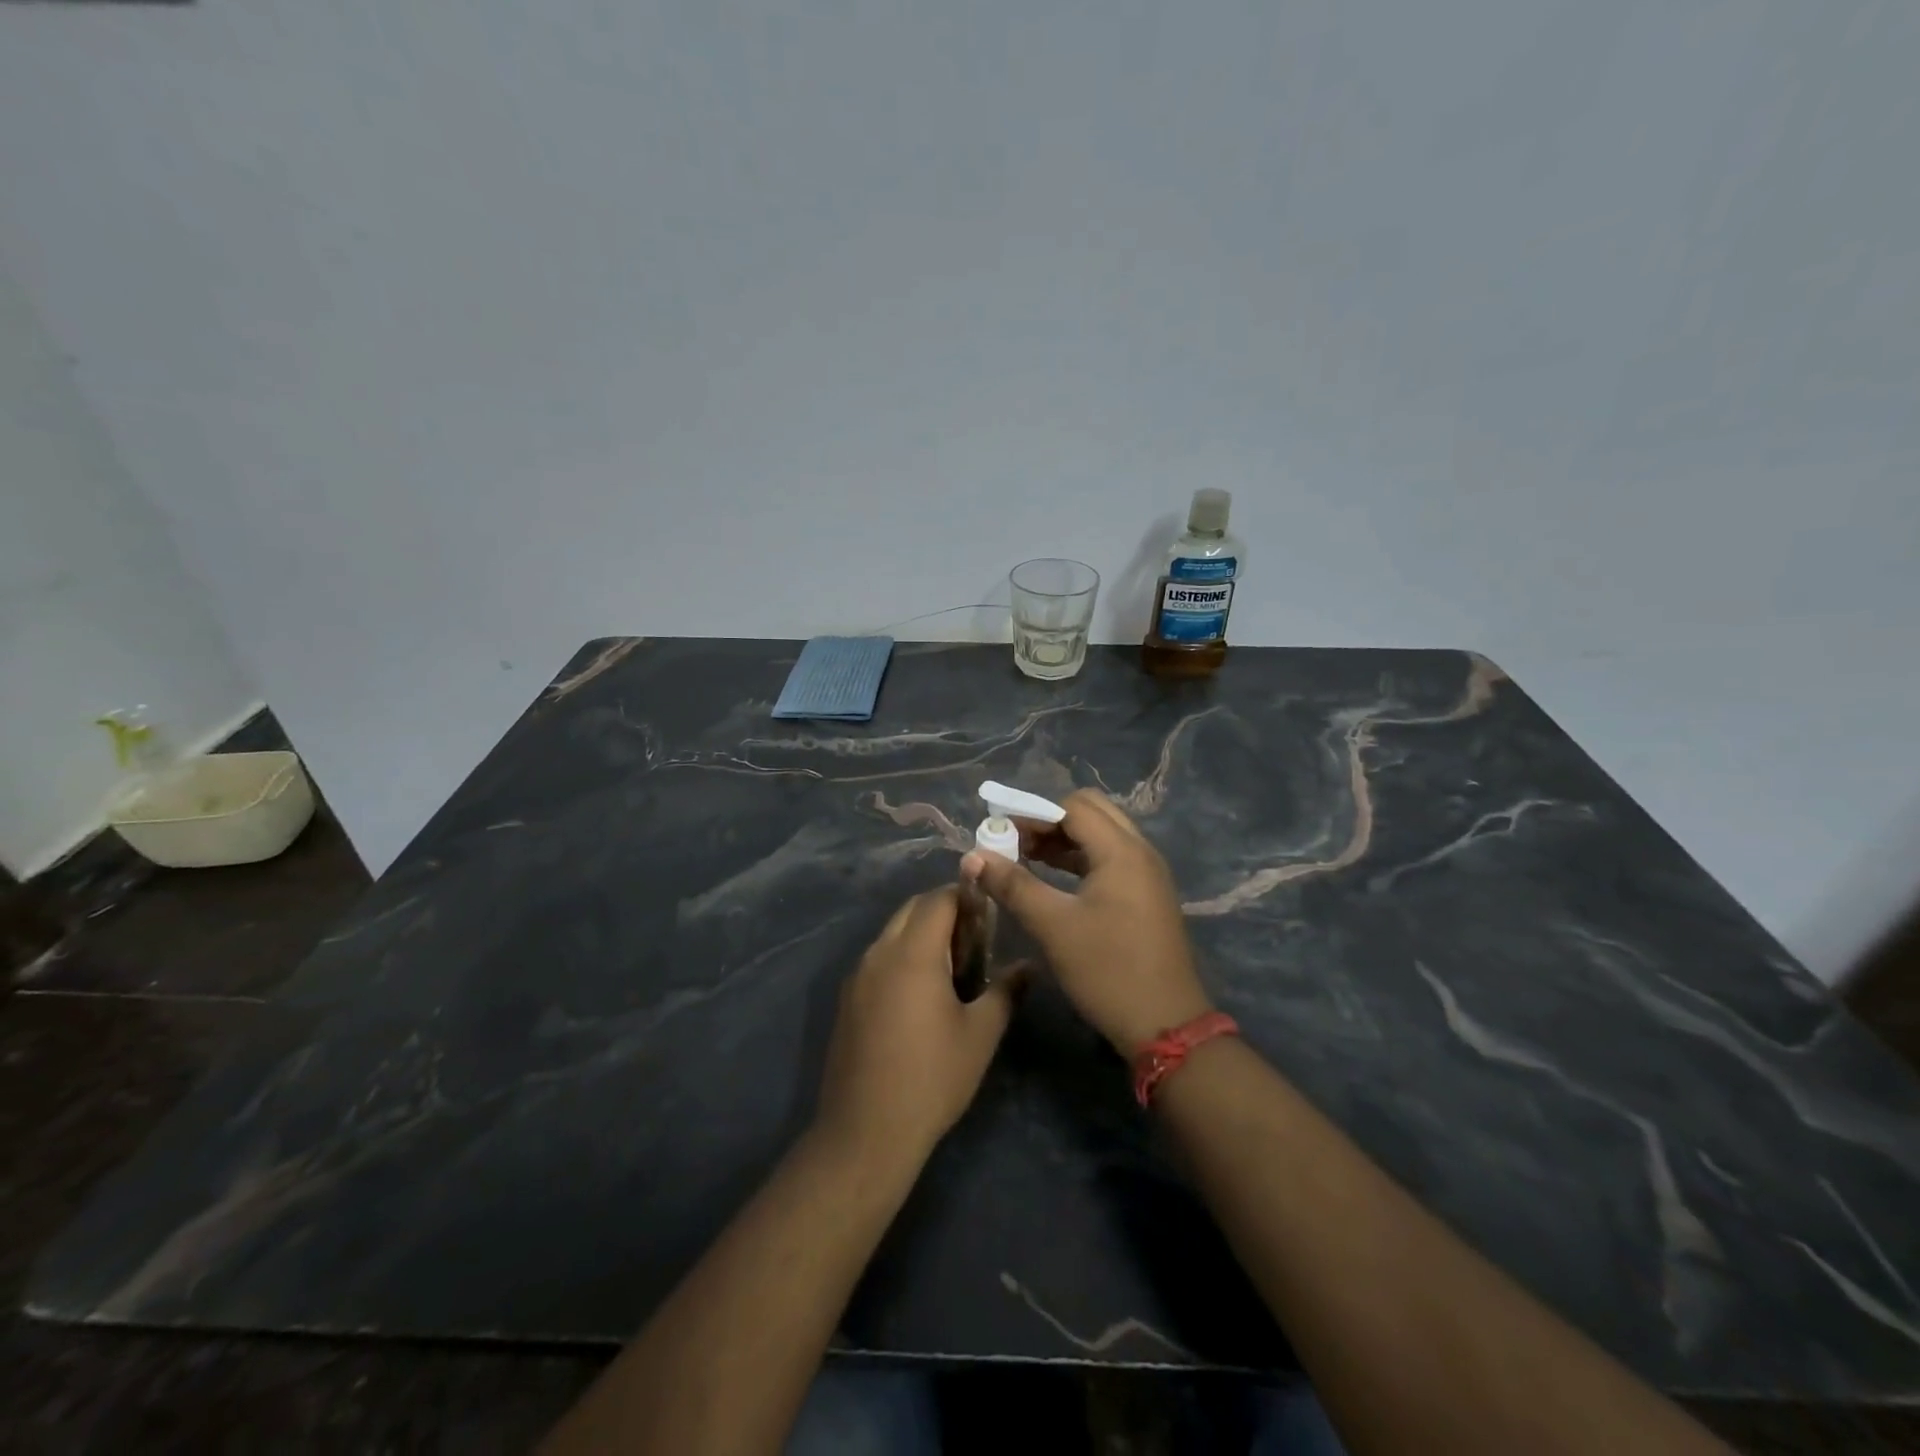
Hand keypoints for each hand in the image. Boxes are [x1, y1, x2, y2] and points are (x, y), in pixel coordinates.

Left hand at [814, 888, 1022, 1163]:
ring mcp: (857, 976)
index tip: (989, 913)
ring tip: (952, 966)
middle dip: (943, 911)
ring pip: (892, 933)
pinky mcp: (847, 999)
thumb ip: (1006, 991)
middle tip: (975, 939)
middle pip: (912, 909)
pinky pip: (878, 959)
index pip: (938, 899)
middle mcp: (879, 953)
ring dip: (920, 933)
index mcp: (913, 953)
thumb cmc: (932, 1077)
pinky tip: (920, 994)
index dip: (965, 896)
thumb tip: (1029, 965)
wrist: (866, 1131)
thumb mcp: (981, 1034)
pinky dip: (901, 956)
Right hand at [963, 789, 1212, 1054]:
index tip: (1000, 830)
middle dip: (1049, 820)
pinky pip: (1109, 858)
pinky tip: (1051, 878)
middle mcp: (1139, 852)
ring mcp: (1146, 874)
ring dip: (1063, 839)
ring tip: (1024, 857)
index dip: (1033, 813)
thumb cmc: (1107, 970)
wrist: (1165, 1026)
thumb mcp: (1053, 926)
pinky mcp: (1146, 895)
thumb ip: (1012, 885)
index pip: (1073, 807)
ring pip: (1101, 835)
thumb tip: (973, 856)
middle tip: (1015, 841)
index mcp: (1121, 851)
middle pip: (1091, 812)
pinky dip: (1079, 859)